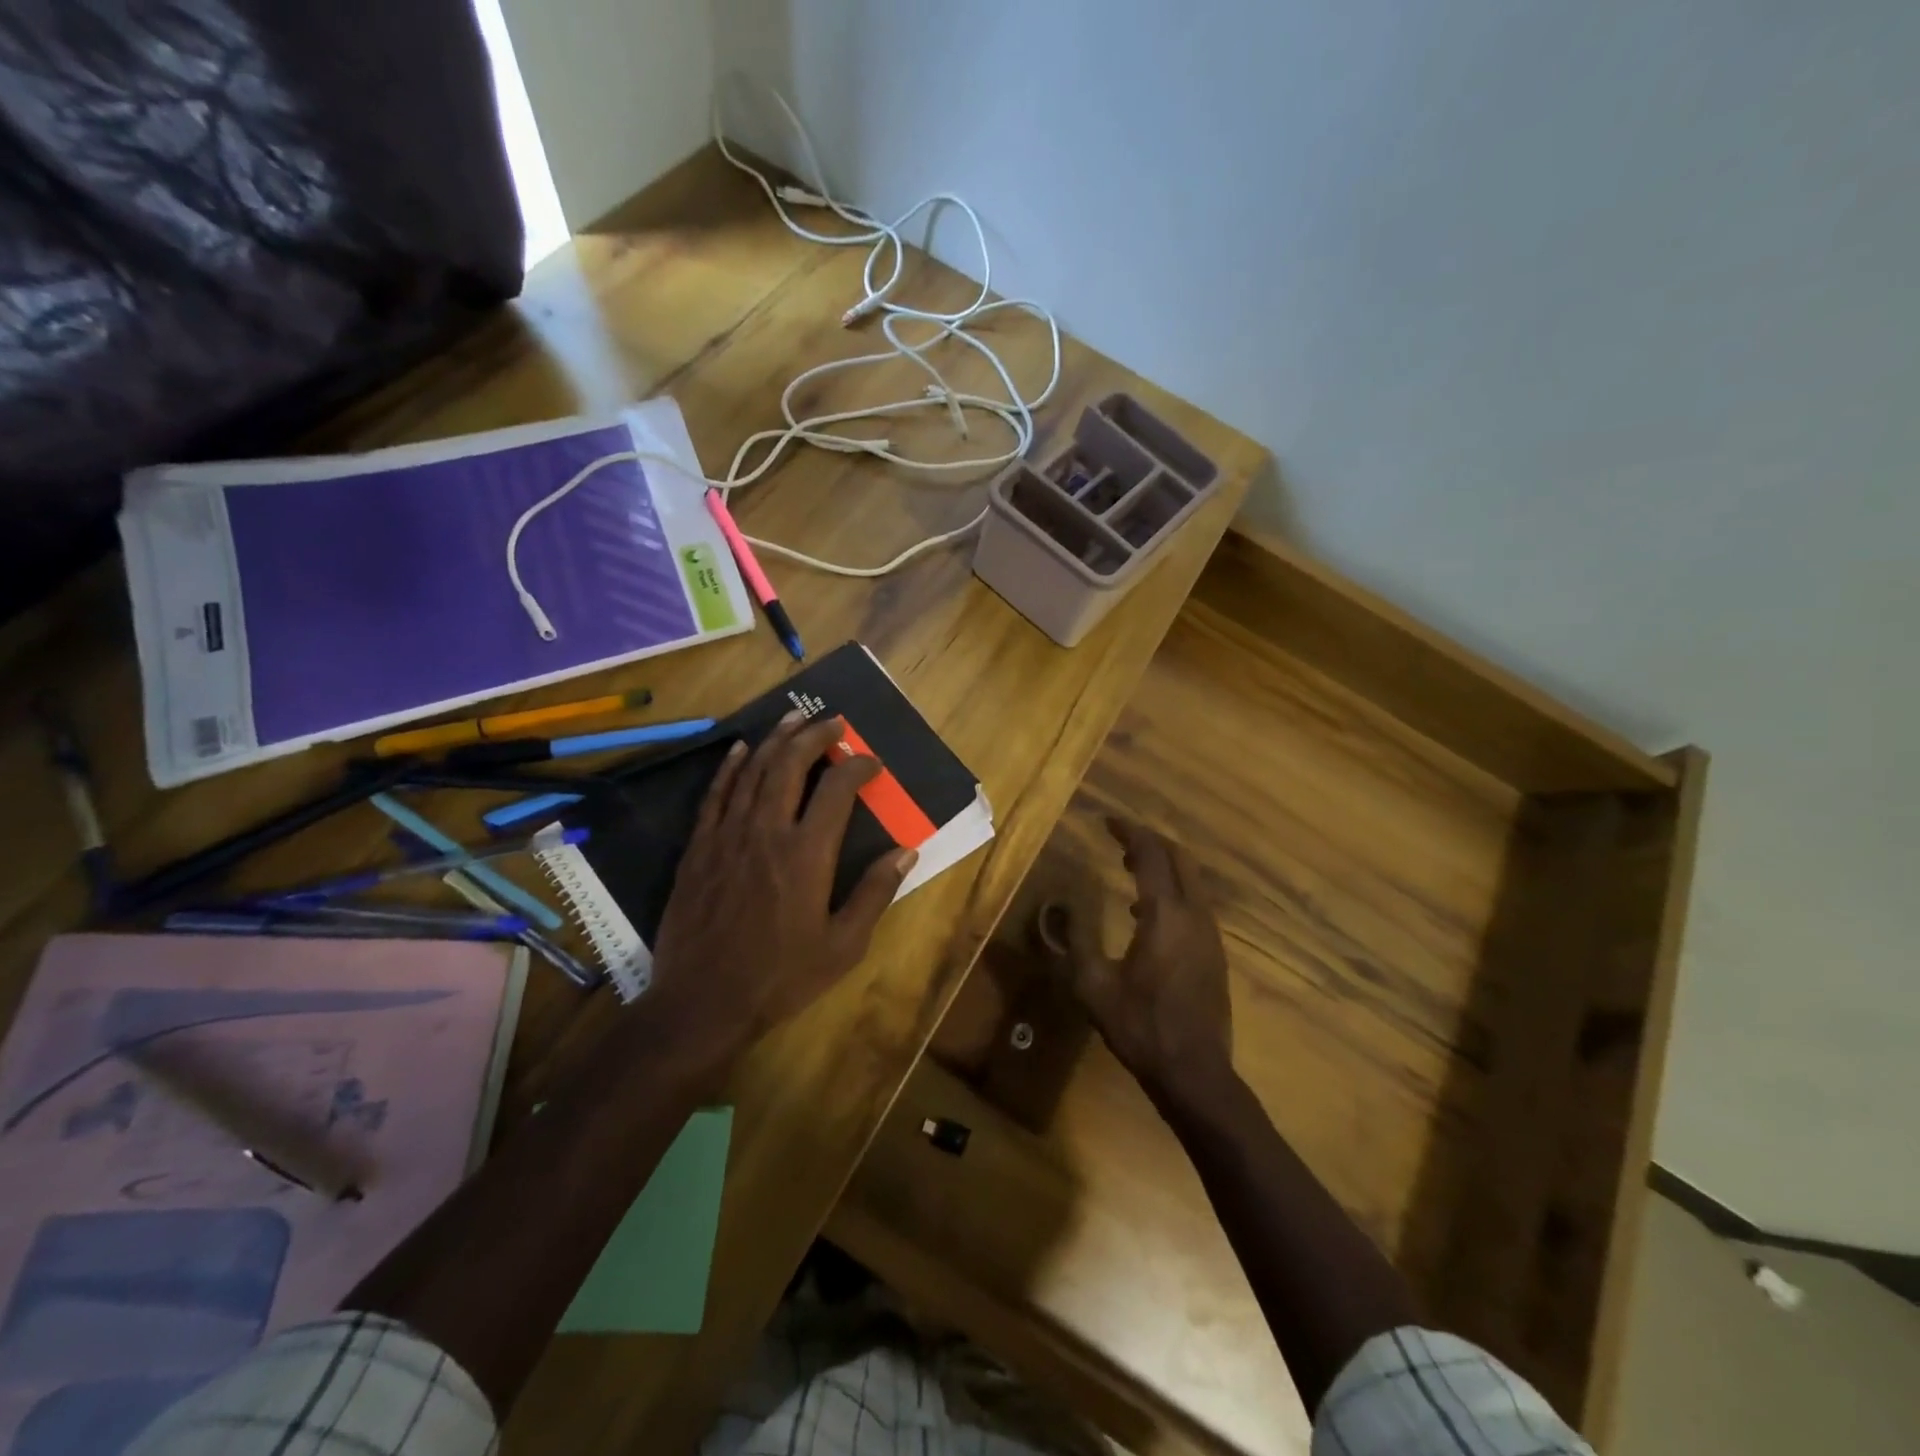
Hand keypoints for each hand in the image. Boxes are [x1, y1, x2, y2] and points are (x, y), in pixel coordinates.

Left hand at [649, 710, 917, 1062]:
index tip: (873, 763)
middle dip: (816, 736)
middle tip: (834, 723)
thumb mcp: (843, 946)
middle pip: (791, 764)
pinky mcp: (699, 847)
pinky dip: (731, 767)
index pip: (838, 789)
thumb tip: (906, 851)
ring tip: (794, 718)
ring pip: (753, 770)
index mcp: (807, 853)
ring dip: (776, 739)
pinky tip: (741, 750)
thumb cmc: (781, 977)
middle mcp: (767, 831)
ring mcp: (728, 835)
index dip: (859, 767)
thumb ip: (874, 893)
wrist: (703, 1002)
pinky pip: (716, 794)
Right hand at [1065, 817, 1233, 1101]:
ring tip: (1130, 867)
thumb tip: (1064, 904)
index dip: (1129, 833)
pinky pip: (1195, 902)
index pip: (1151, 855)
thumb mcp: (1093, 985)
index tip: (1107, 821)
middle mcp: (1194, 915)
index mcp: (1165, 915)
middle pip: (1180, 858)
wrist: (1194, 1072)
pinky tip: (1146, 912)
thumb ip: (1076, 940)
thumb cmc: (1140, 1026)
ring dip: (1163, 865)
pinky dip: (1173, 889)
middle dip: (1151, 841)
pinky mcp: (1215, 952)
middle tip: (1120, 839)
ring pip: (1192, 880)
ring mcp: (1210, 934)